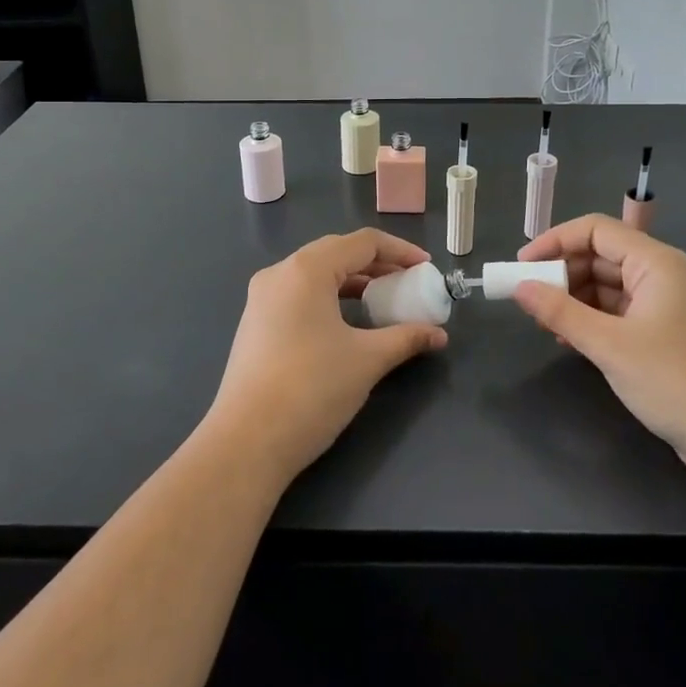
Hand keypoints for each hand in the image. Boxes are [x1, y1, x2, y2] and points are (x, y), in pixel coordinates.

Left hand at [208, 230, 447, 483]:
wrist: (246, 443)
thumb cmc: (312, 389)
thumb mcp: (367, 360)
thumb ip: (406, 338)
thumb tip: (439, 335)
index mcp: (307, 269)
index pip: (362, 243)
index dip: (400, 251)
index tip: (426, 268)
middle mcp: (280, 273)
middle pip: (337, 252)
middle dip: (377, 264)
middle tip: (408, 282)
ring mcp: (262, 298)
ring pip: (316, 274)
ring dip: (353, 281)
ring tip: (383, 300)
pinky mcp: (255, 323)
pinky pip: (300, 294)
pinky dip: (330, 297)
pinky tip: (347, 322)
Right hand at [513, 214, 685, 471]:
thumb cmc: (675, 380)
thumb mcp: (610, 345)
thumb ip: (561, 313)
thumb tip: (520, 287)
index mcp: (655, 262)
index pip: (596, 230)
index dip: (555, 241)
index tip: (522, 265)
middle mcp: (661, 274)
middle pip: (601, 256)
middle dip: (562, 273)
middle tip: (529, 299)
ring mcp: (666, 305)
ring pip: (609, 286)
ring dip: (575, 299)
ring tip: (544, 322)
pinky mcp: (666, 334)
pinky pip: (620, 312)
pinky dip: (593, 320)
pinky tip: (569, 339)